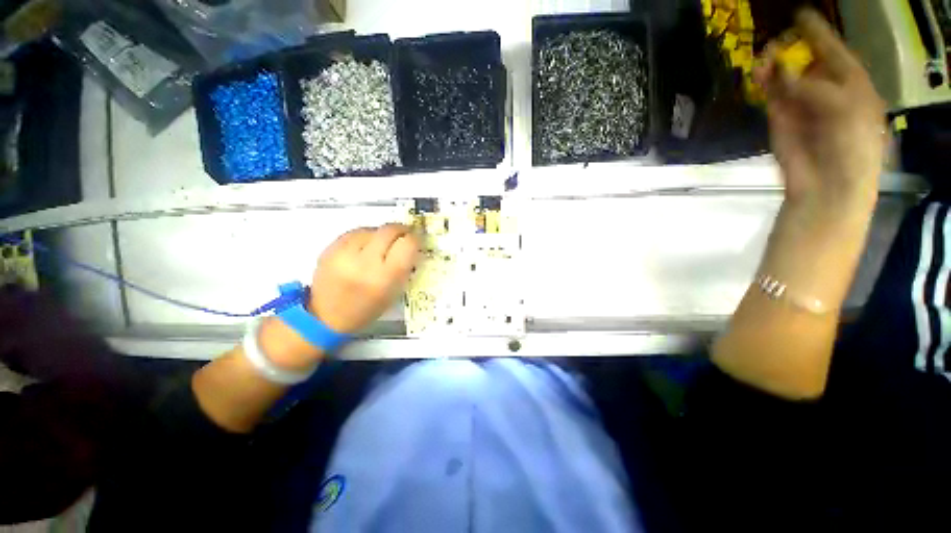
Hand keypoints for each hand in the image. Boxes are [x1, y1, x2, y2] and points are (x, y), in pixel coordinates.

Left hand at [310, 224, 418, 333]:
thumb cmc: (367, 309)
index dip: (415, 239)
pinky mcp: (329, 249)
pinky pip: (354, 232)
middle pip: (389, 231)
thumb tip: (412, 244)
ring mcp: (344, 254)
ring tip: (382, 244)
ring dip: (382, 234)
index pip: (407, 244)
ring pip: (372, 229)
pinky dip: (365, 236)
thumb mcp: (394, 292)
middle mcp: (365, 263)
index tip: (417, 240)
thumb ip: (405, 267)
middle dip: (401, 230)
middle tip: (404, 235)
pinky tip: (366, 245)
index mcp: (385, 278)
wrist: (326, 317)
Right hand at [754, 9, 885, 216]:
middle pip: (805, 59)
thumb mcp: (843, 108)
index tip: (800, 14)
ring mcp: (800, 103)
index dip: (817, 33)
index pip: (832, 50)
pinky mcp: (778, 118)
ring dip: (773, 65)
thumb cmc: (850, 144)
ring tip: (763, 60)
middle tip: (776, 43)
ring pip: (784, 75)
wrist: (827, 183)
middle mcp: (825, 88)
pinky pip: (770, 94)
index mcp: (850, 83)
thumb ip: (812, 87)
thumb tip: (779, 72)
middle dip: (791, 48)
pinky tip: (757, 76)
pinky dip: (763, 84)